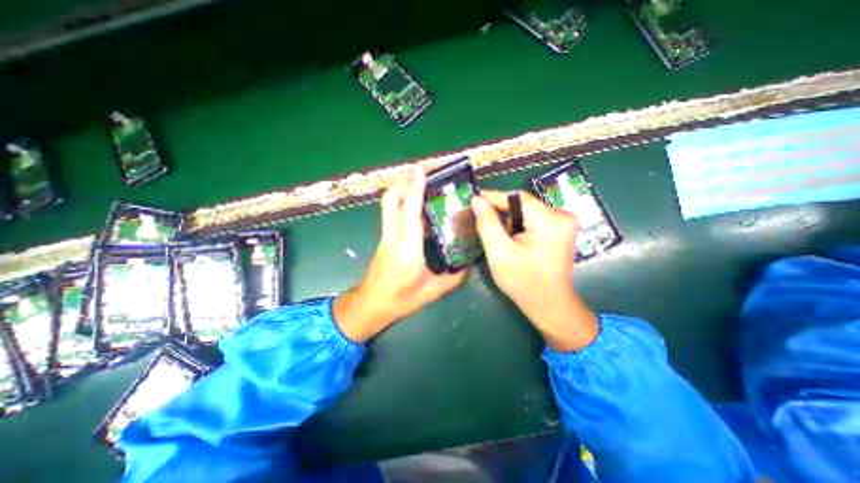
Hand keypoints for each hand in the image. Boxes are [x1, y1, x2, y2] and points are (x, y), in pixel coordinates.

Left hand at [332, 169, 467, 341]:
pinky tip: (411, 199)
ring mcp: (385, 236)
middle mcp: (393, 237)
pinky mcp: (384, 238)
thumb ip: (454, 277)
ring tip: (415, 176)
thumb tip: (469, 263)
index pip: (409, 212)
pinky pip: (390, 212)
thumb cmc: (401, 299)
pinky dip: (399, 199)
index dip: (414, 188)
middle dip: (403, 180)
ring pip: (388, 204)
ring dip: (399, 186)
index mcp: (407, 249)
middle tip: (419, 167)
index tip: (420, 169)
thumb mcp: (433, 291)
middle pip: (391, 201)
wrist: (371, 305)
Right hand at [470, 188, 599, 351]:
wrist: (549, 305)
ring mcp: (564, 224)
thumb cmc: (523, 282)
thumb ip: (487, 224)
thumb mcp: (499, 252)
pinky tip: (511, 241)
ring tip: (498, 238)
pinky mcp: (560, 231)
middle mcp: (562, 216)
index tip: (474, 198)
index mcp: (550, 220)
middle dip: (501, 214)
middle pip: (522, 205)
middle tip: (481, 221)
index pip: (517, 197)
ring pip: (526, 213)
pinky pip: (533, 221)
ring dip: (509, 223)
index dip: (493, 197)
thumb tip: (477, 201)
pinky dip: (518, 227)